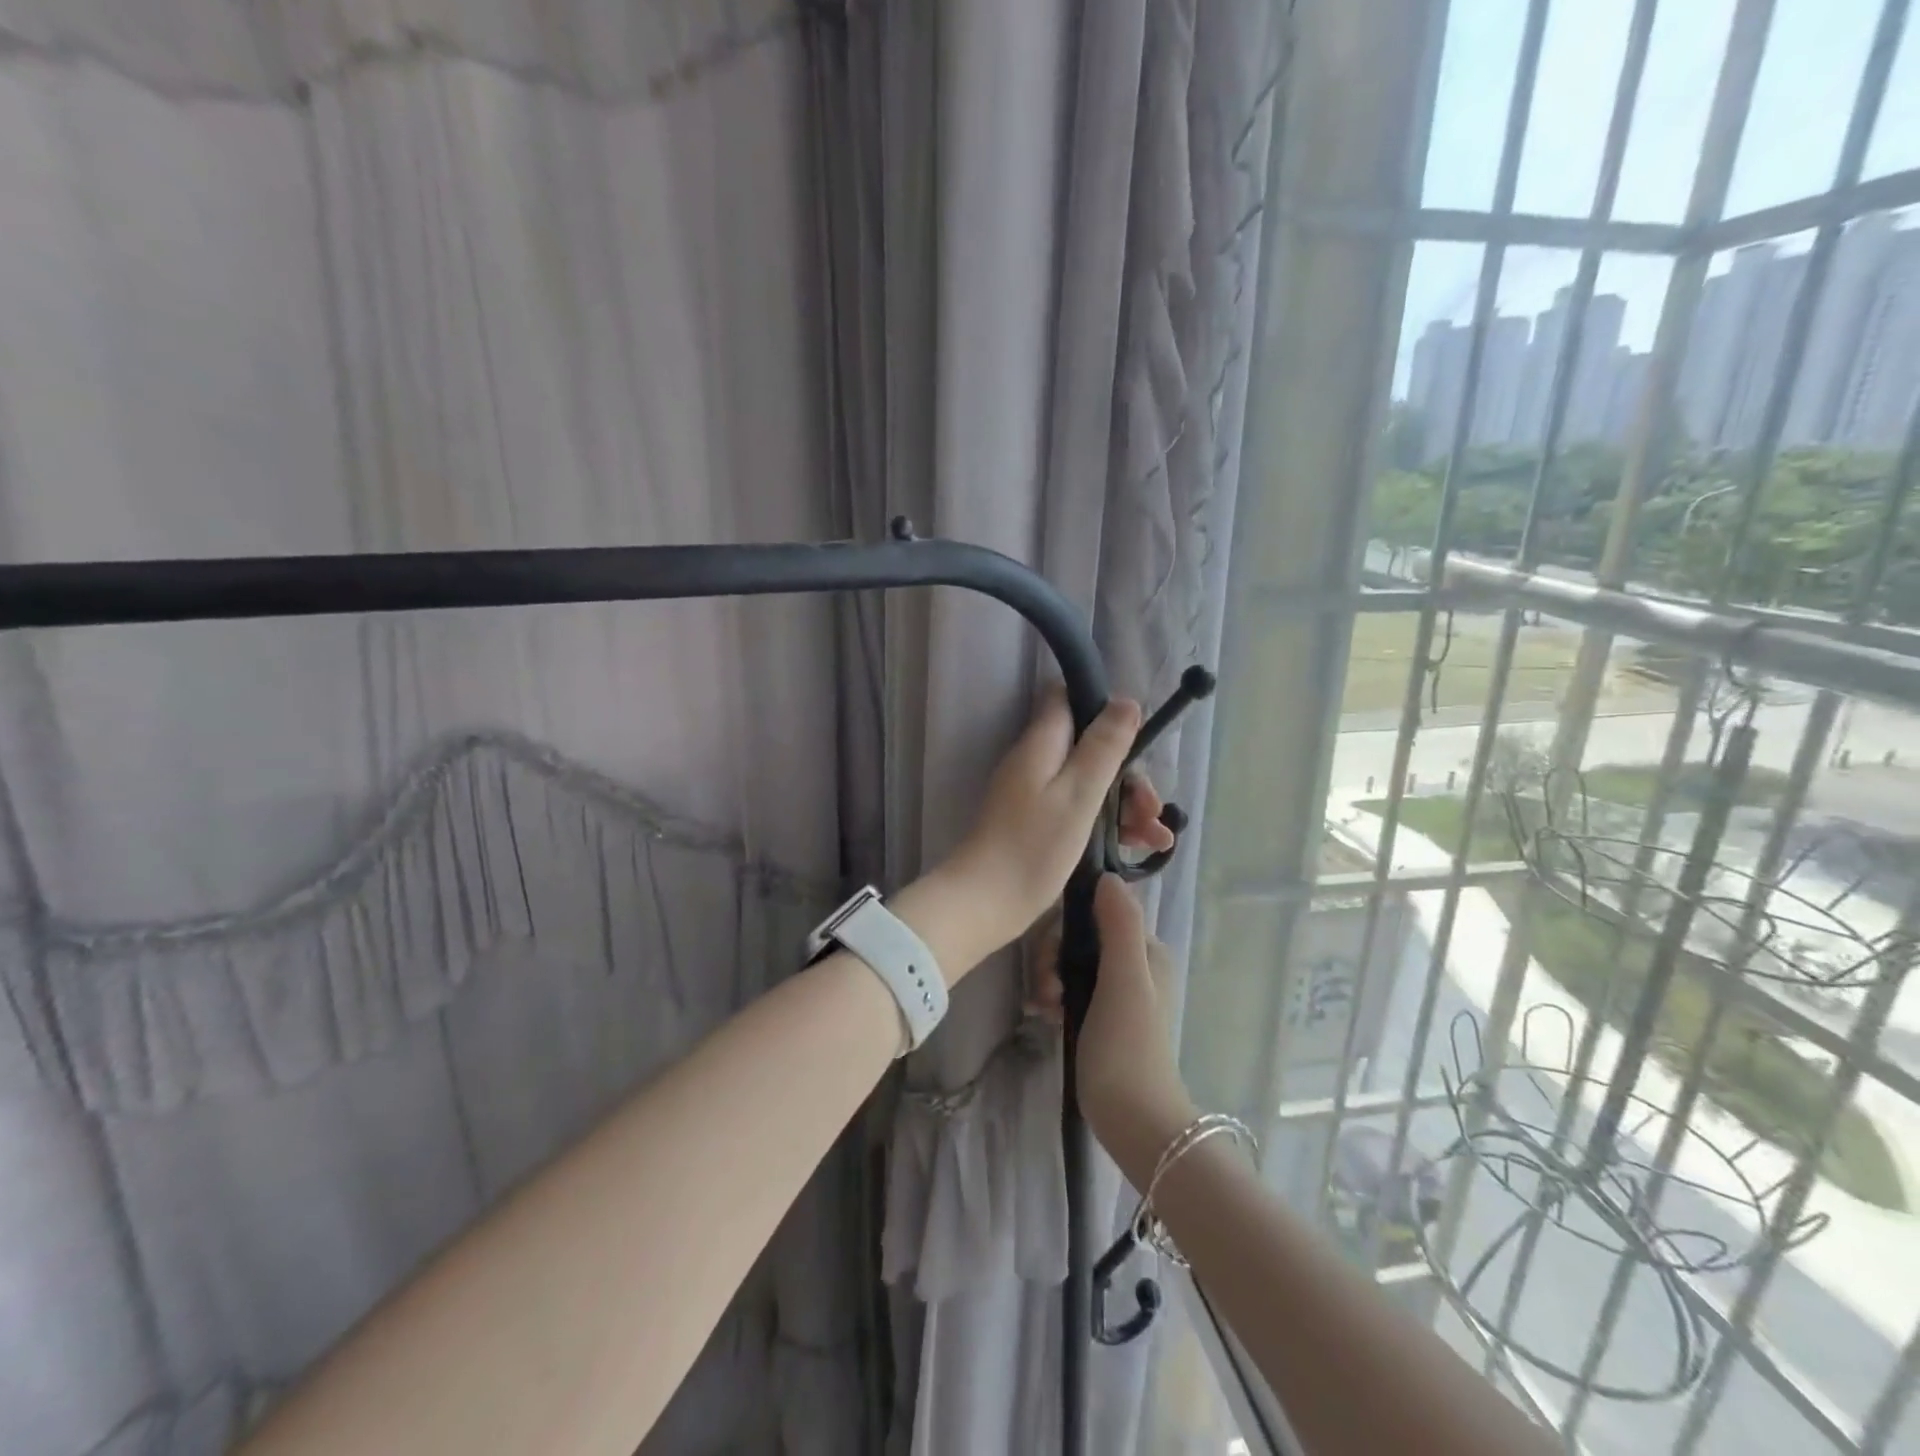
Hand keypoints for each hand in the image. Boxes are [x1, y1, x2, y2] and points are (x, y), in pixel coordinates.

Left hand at [940, 689, 1174, 957]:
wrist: (985, 903)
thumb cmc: (1033, 846)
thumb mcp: (1079, 793)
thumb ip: (1103, 746)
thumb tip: (1126, 701)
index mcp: (1042, 744)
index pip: (1068, 700)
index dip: (1103, 709)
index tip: (1137, 738)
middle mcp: (1036, 762)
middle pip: (1089, 749)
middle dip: (1128, 774)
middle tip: (1152, 808)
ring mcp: (1036, 795)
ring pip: (1090, 784)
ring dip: (1126, 805)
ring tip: (1158, 838)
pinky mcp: (1039, 825)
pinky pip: (1081, 810)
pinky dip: (1110, 824)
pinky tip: (1141, 848)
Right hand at [1029, 875, 1194, 1150]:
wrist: (1134, 1120)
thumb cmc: (1128, 1045)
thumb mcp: (1125, 978)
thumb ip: (1119, 925)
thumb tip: (1106, 876)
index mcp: (1146, 950)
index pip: (1098, 911)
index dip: (1068, 923)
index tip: (1050, 951)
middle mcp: (1134, 965)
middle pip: (1081, 937)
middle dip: (1054, 956)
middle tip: (1045, 988)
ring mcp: (1116, 993)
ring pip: (1071, 963)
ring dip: (1049, 978)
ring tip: (1042, 1007)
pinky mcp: (1100, 1017)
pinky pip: (1070, 989)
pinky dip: (1053, 997)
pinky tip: (1043, 1015)